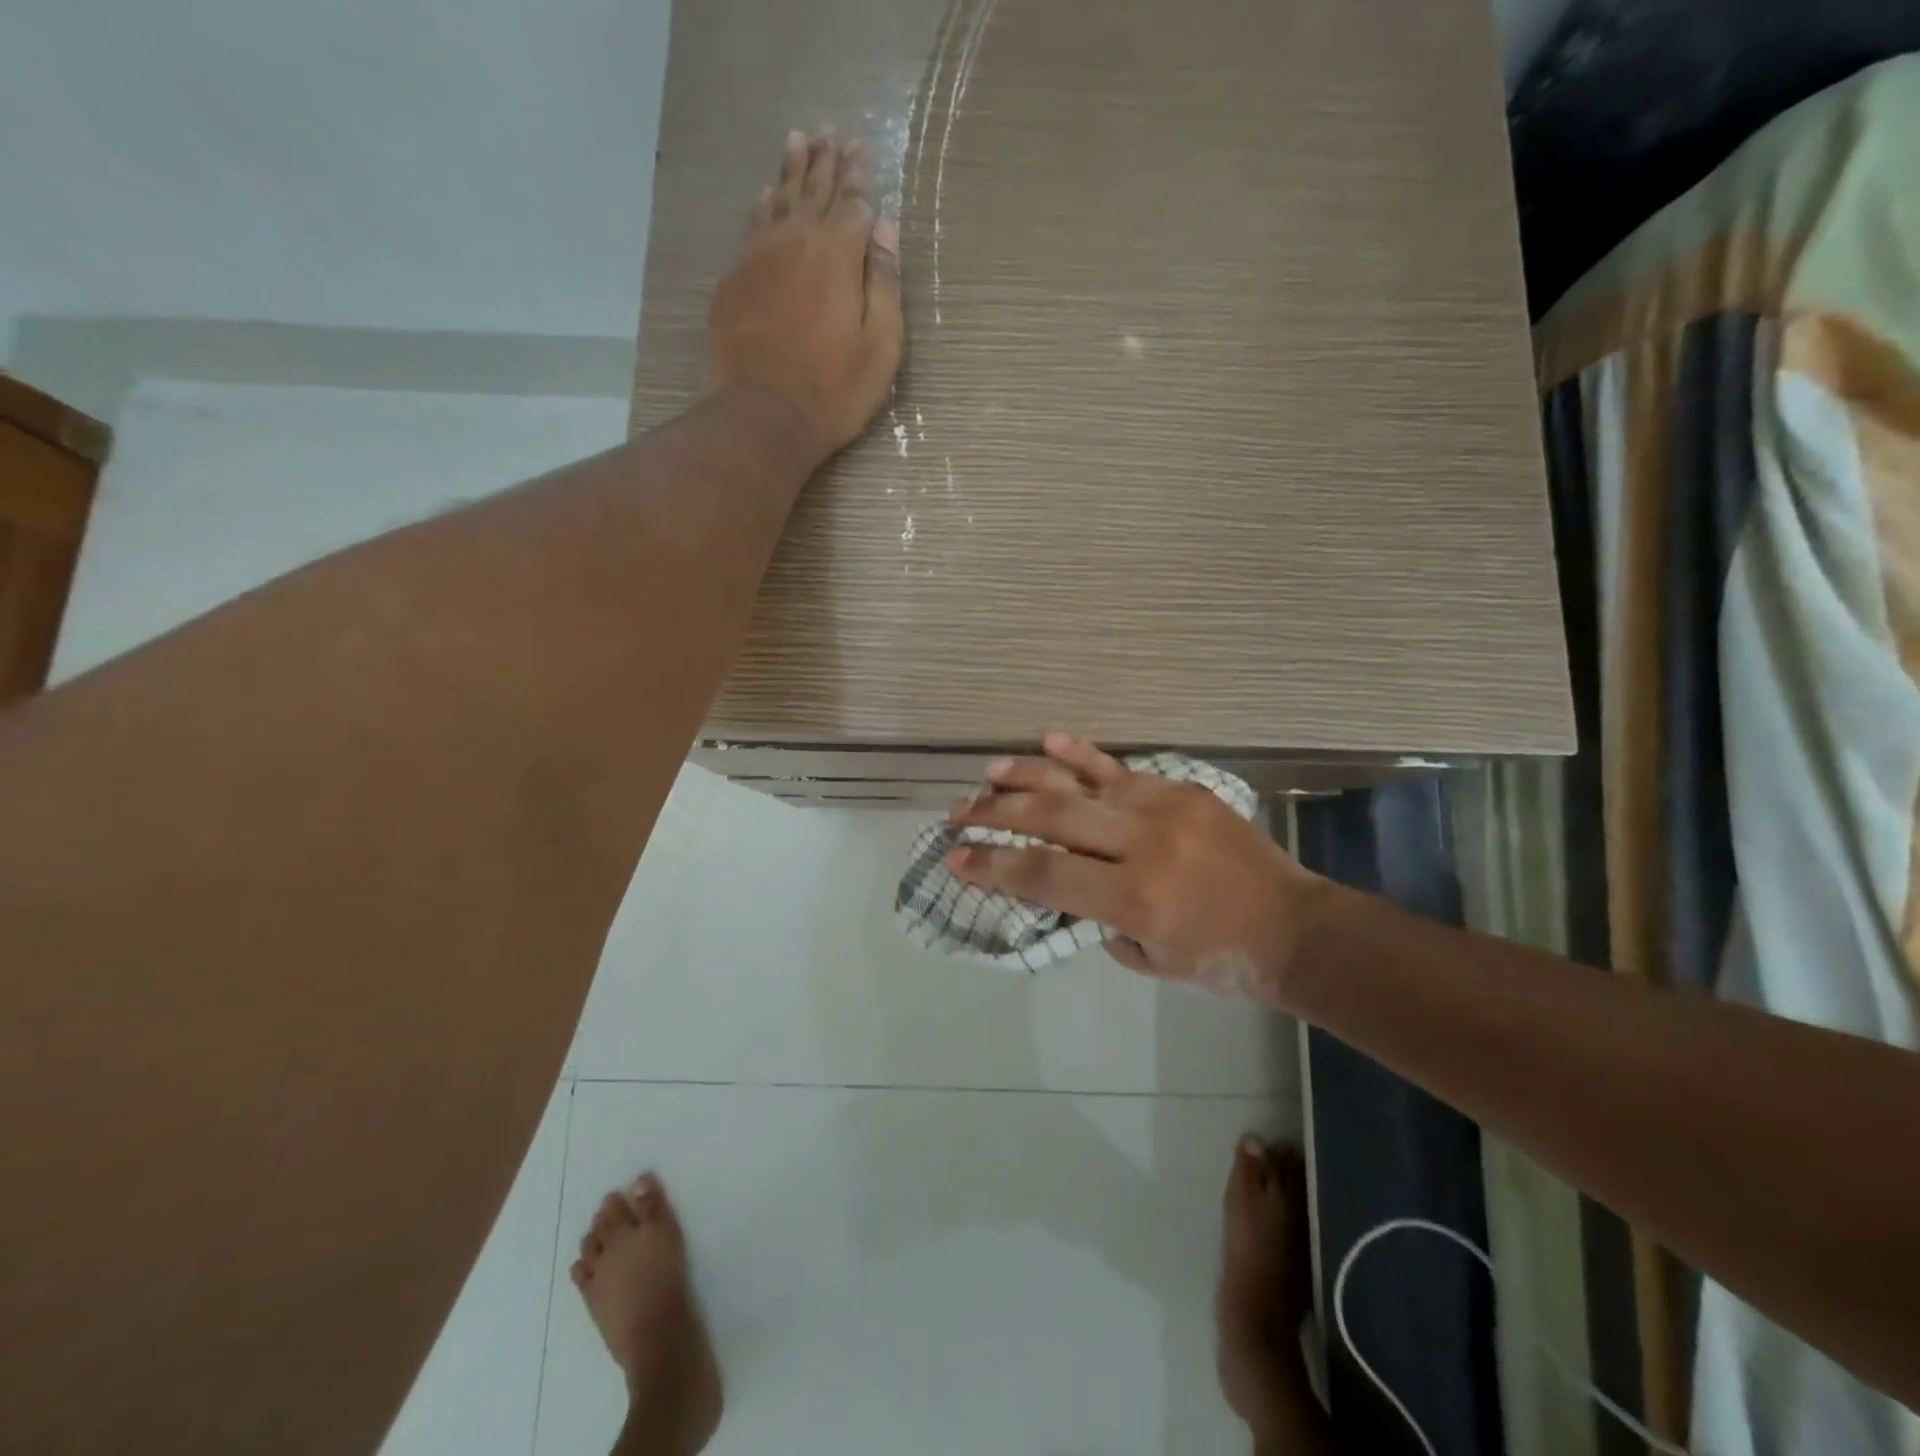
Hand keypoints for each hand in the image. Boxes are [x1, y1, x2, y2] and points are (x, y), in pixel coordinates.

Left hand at [706, 130, 904, 457]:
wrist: (762, 415)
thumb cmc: (834, 390)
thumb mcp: (881, 347)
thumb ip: (885, 284)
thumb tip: (884, 228)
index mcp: (839, 254)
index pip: (854, 202)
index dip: (861, 176)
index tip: (863, 149)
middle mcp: (796, 240)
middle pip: (814, 190)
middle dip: (826, 161)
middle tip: (831, 133)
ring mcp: (759, 256)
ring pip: (778, 198)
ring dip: (791, 169)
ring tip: (797, 141)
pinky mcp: (734, 278)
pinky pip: (752, 225)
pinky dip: (763, 203)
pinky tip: (766, 194)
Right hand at [945, 735, 1332, 1005]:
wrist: (1295, 927)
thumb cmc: (1221, 959)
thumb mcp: (1148, 960)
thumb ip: (1098, 921)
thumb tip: (1068, 886)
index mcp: (1133, 897)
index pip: (1043, 874)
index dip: (992, 864)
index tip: (955, 856)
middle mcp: (1142, 843)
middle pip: (1050, 818)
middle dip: (995, 814)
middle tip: (957, 811)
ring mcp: (1163, 808)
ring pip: (1079, 783)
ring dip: (1027, 775)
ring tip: (987, 774)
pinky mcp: (1181, 790)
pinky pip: (1121, 768)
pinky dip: (1082, 754)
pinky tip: (1050, 740)